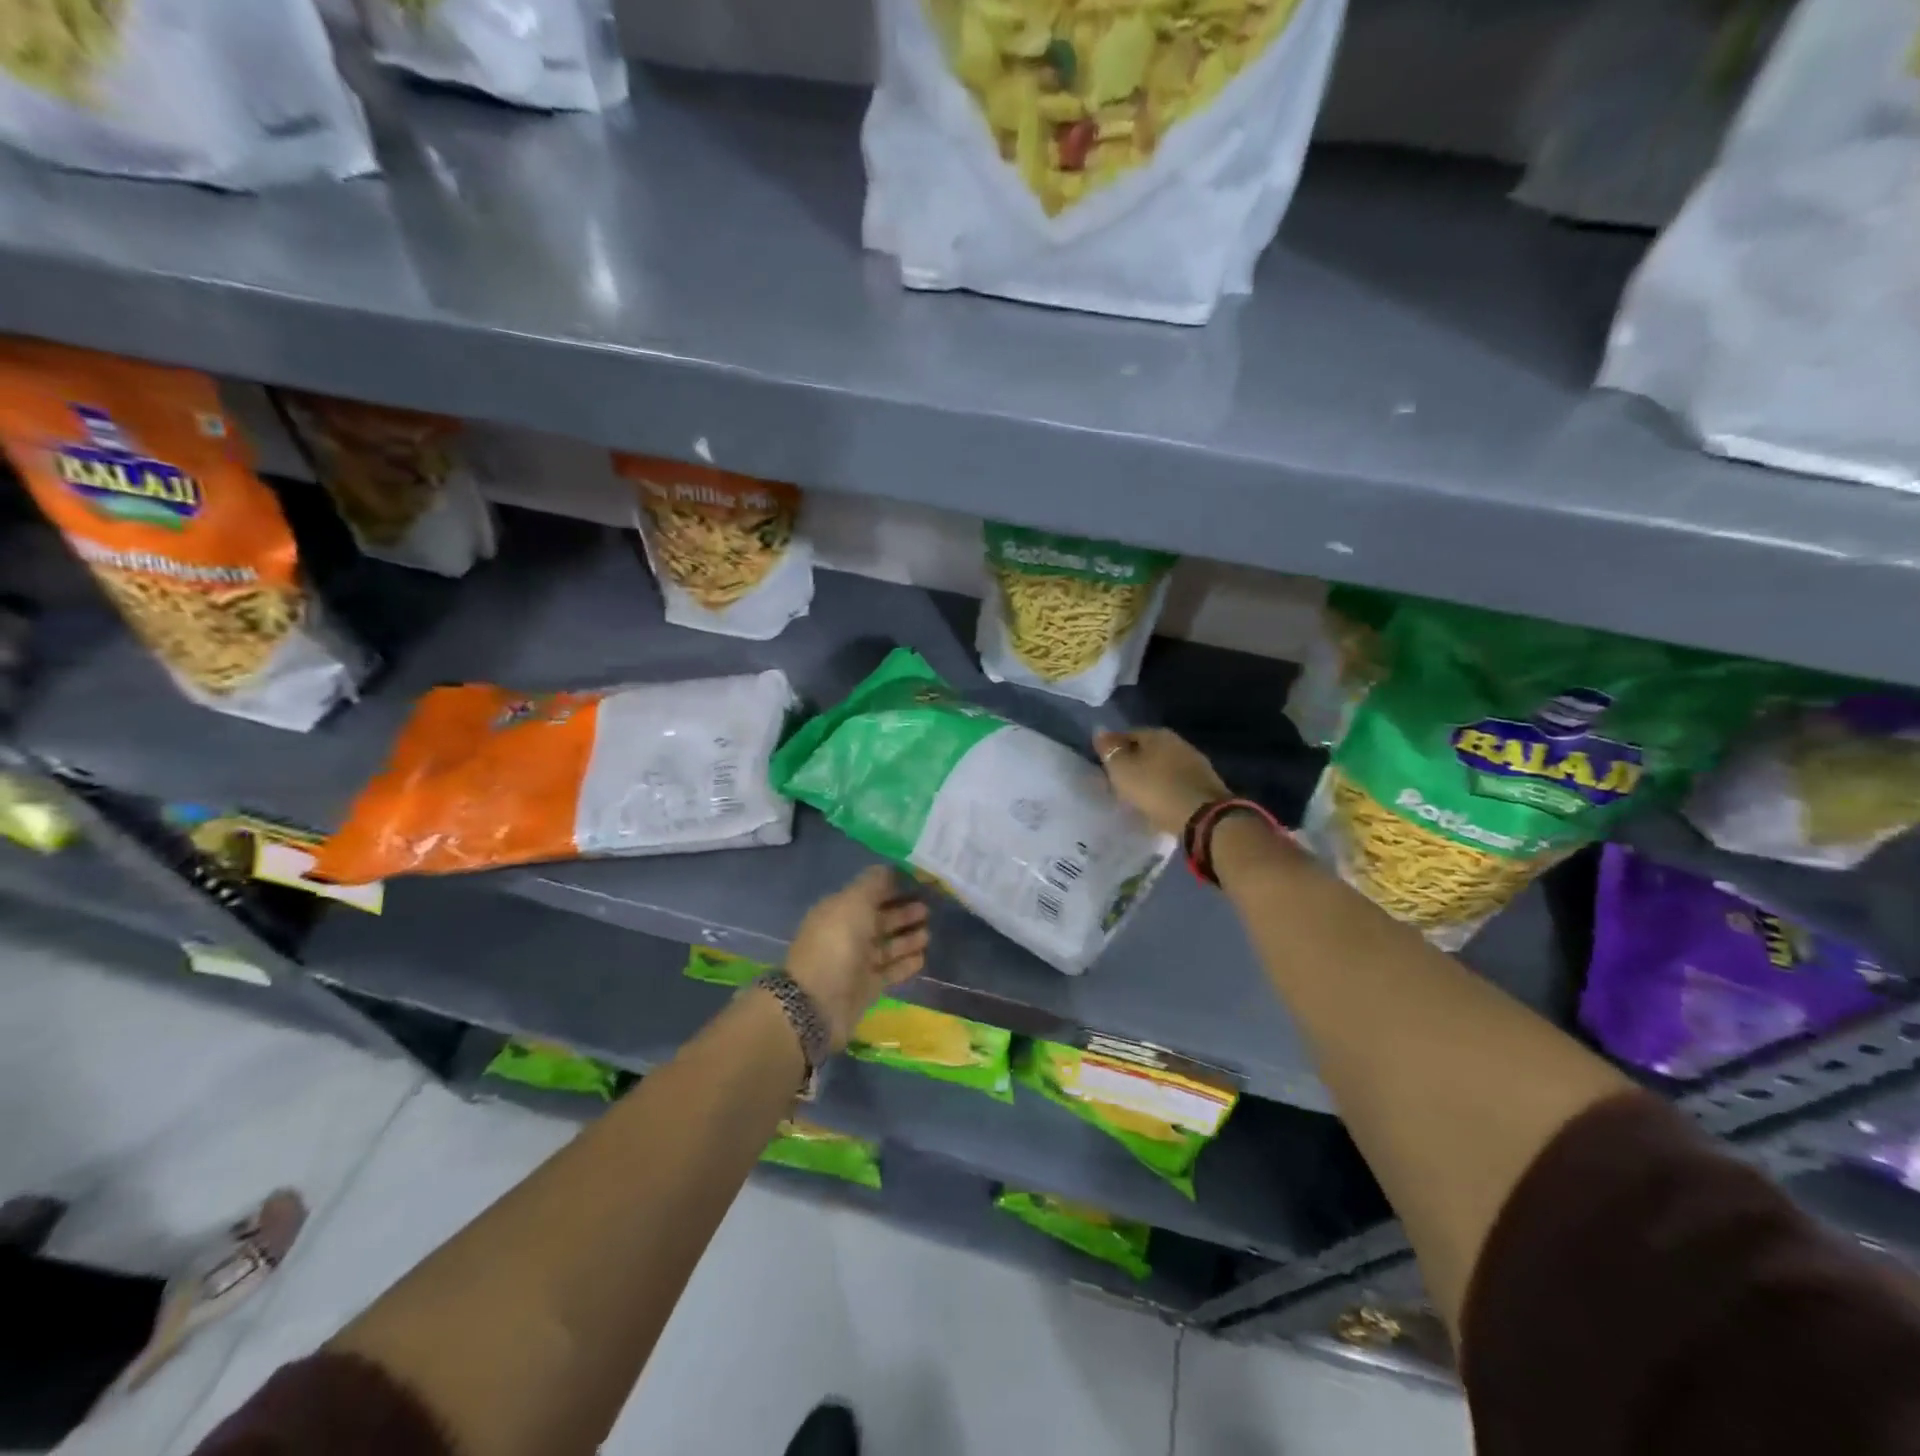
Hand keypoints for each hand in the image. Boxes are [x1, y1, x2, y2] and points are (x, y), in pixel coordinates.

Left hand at [786, 866, 929, 1049]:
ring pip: (887, 946)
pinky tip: (922, 957)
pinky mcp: (866, 987)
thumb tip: (888, 868)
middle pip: (879, 920)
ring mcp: (856, 963)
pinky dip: (905, 963)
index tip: (917, 883)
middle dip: (902, 914)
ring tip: (929, 934)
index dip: (891, 888)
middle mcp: (847, 934)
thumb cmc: (836, 944)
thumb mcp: (853, 902)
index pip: (868, 894)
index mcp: (839, 910)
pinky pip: (890, 971)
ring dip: (907, 939)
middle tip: (927, 909)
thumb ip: (873, 883)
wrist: (817, 1002)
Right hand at [1094, 728, 1228, 837]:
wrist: (1203, 817)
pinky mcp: (1206, 784)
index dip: (1114, 749)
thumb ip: (1109, 750)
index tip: (1104, 765)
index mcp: (1157, 734)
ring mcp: (1195, 763)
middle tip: (1119, 781)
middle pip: (1148, 749)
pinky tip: (1159, 802)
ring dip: (1151, 776)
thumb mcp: (1122, 770)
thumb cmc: (1155, 789)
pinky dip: (1166, 789)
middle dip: (1134, 762)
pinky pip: (1177, 782)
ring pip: (1164, 766)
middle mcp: (1179, 742)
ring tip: (1138, 794)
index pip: (1128, 734)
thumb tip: (1100, 731)